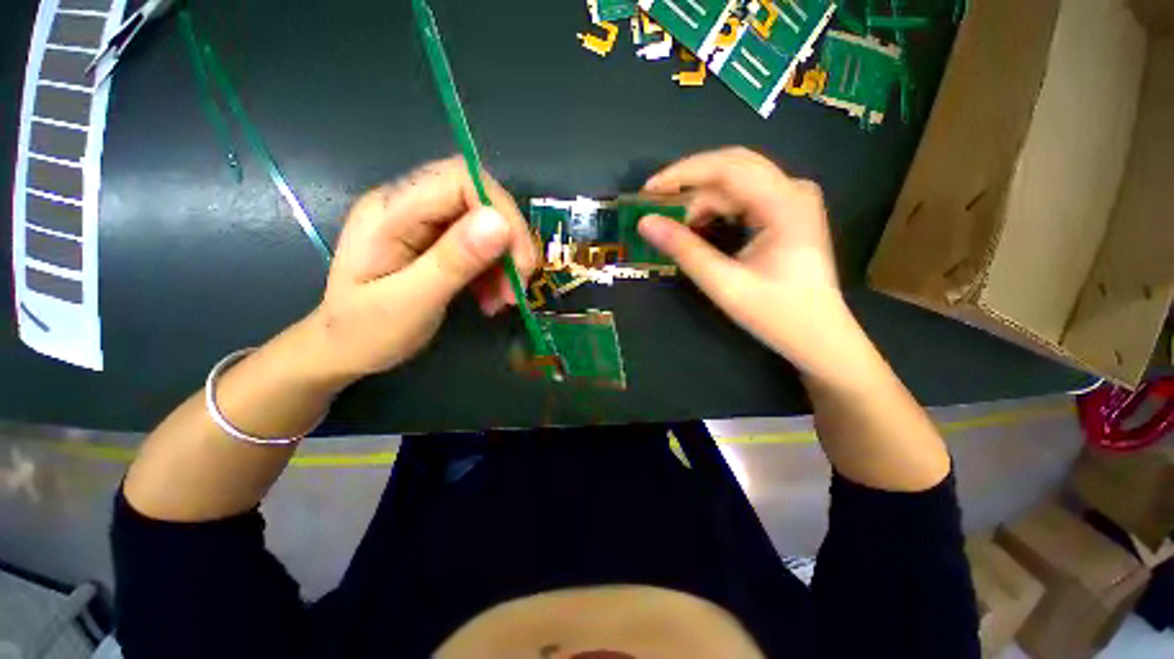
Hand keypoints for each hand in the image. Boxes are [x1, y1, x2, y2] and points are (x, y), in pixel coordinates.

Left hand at [309, 157, 537, 380]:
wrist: (345, 350)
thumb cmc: (366, 332)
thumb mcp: (411, 302)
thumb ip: (453, 261)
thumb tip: (501, 222)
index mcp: (390, 211)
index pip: (459, 179)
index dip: (501, 212)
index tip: (519, 262)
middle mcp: (409, 205)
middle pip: (479, 198)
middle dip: (509, 242)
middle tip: (518, 285)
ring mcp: (424, 223)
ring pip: (487, 224)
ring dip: (506, 262)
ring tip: (504, 301)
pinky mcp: (438, 242)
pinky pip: (482, 245)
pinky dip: (497, 271)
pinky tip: (493, 298)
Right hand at [639, 148, 853, 376]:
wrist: (818, 336)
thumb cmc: (776, 314)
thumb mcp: (724, 284)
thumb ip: (684, 250)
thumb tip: (645, 223)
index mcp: (786, 203)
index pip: (728, 168)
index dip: (683, 174)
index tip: (647, 190)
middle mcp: (792, 190)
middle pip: (732, 167)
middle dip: (689, 183)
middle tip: (653, 202)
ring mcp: (791, 199)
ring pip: (735, 182)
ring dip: (699, 199)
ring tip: (671, 221)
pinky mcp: (784, 211)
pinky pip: (742, 197)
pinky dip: (713, 208)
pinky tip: (696, 224)